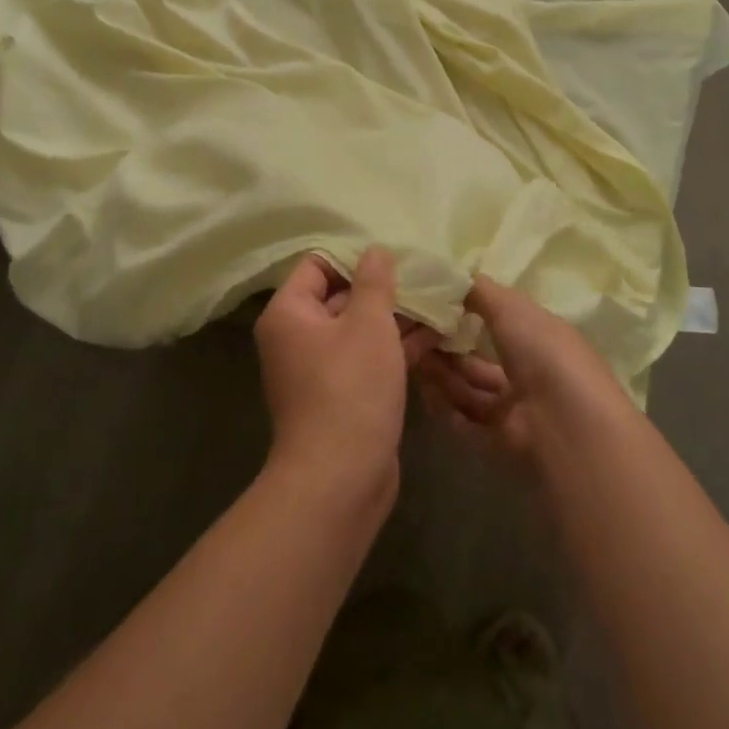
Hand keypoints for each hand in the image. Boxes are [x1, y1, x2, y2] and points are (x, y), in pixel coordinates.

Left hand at [254, 248, 438, 499]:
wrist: (340, 478)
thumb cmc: (351, 388)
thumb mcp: (368, 324)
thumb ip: (374, 281)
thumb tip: (375, 250)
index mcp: (289, 312)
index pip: (317, 265)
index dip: (354, 257)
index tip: (393, 255)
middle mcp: (296, 337)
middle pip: (339, 295)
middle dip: (382, 288)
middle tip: (424, 276)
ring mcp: (318, 369)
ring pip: (358, 329)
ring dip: (395, 318)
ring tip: (439, 302)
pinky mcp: (341, 394)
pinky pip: (366, 358)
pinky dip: (394, 347)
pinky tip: (436, 336)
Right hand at [414, 275, 628, 469]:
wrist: (565, 424)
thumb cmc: (543, 352)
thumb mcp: (510, 307)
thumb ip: (478, 291)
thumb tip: (449, 277)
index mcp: (539, 338)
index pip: (499, 322)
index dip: (465, 312)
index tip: (431, 303)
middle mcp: (528, 373)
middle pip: (477, 359)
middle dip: (445, 346)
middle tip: (412, 332)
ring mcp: (515, 411)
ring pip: (468, 389)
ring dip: (440, 373)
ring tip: (411, 355)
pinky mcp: (499, 442)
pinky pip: (465, 420)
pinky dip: (444, 406)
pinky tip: (424, 389)